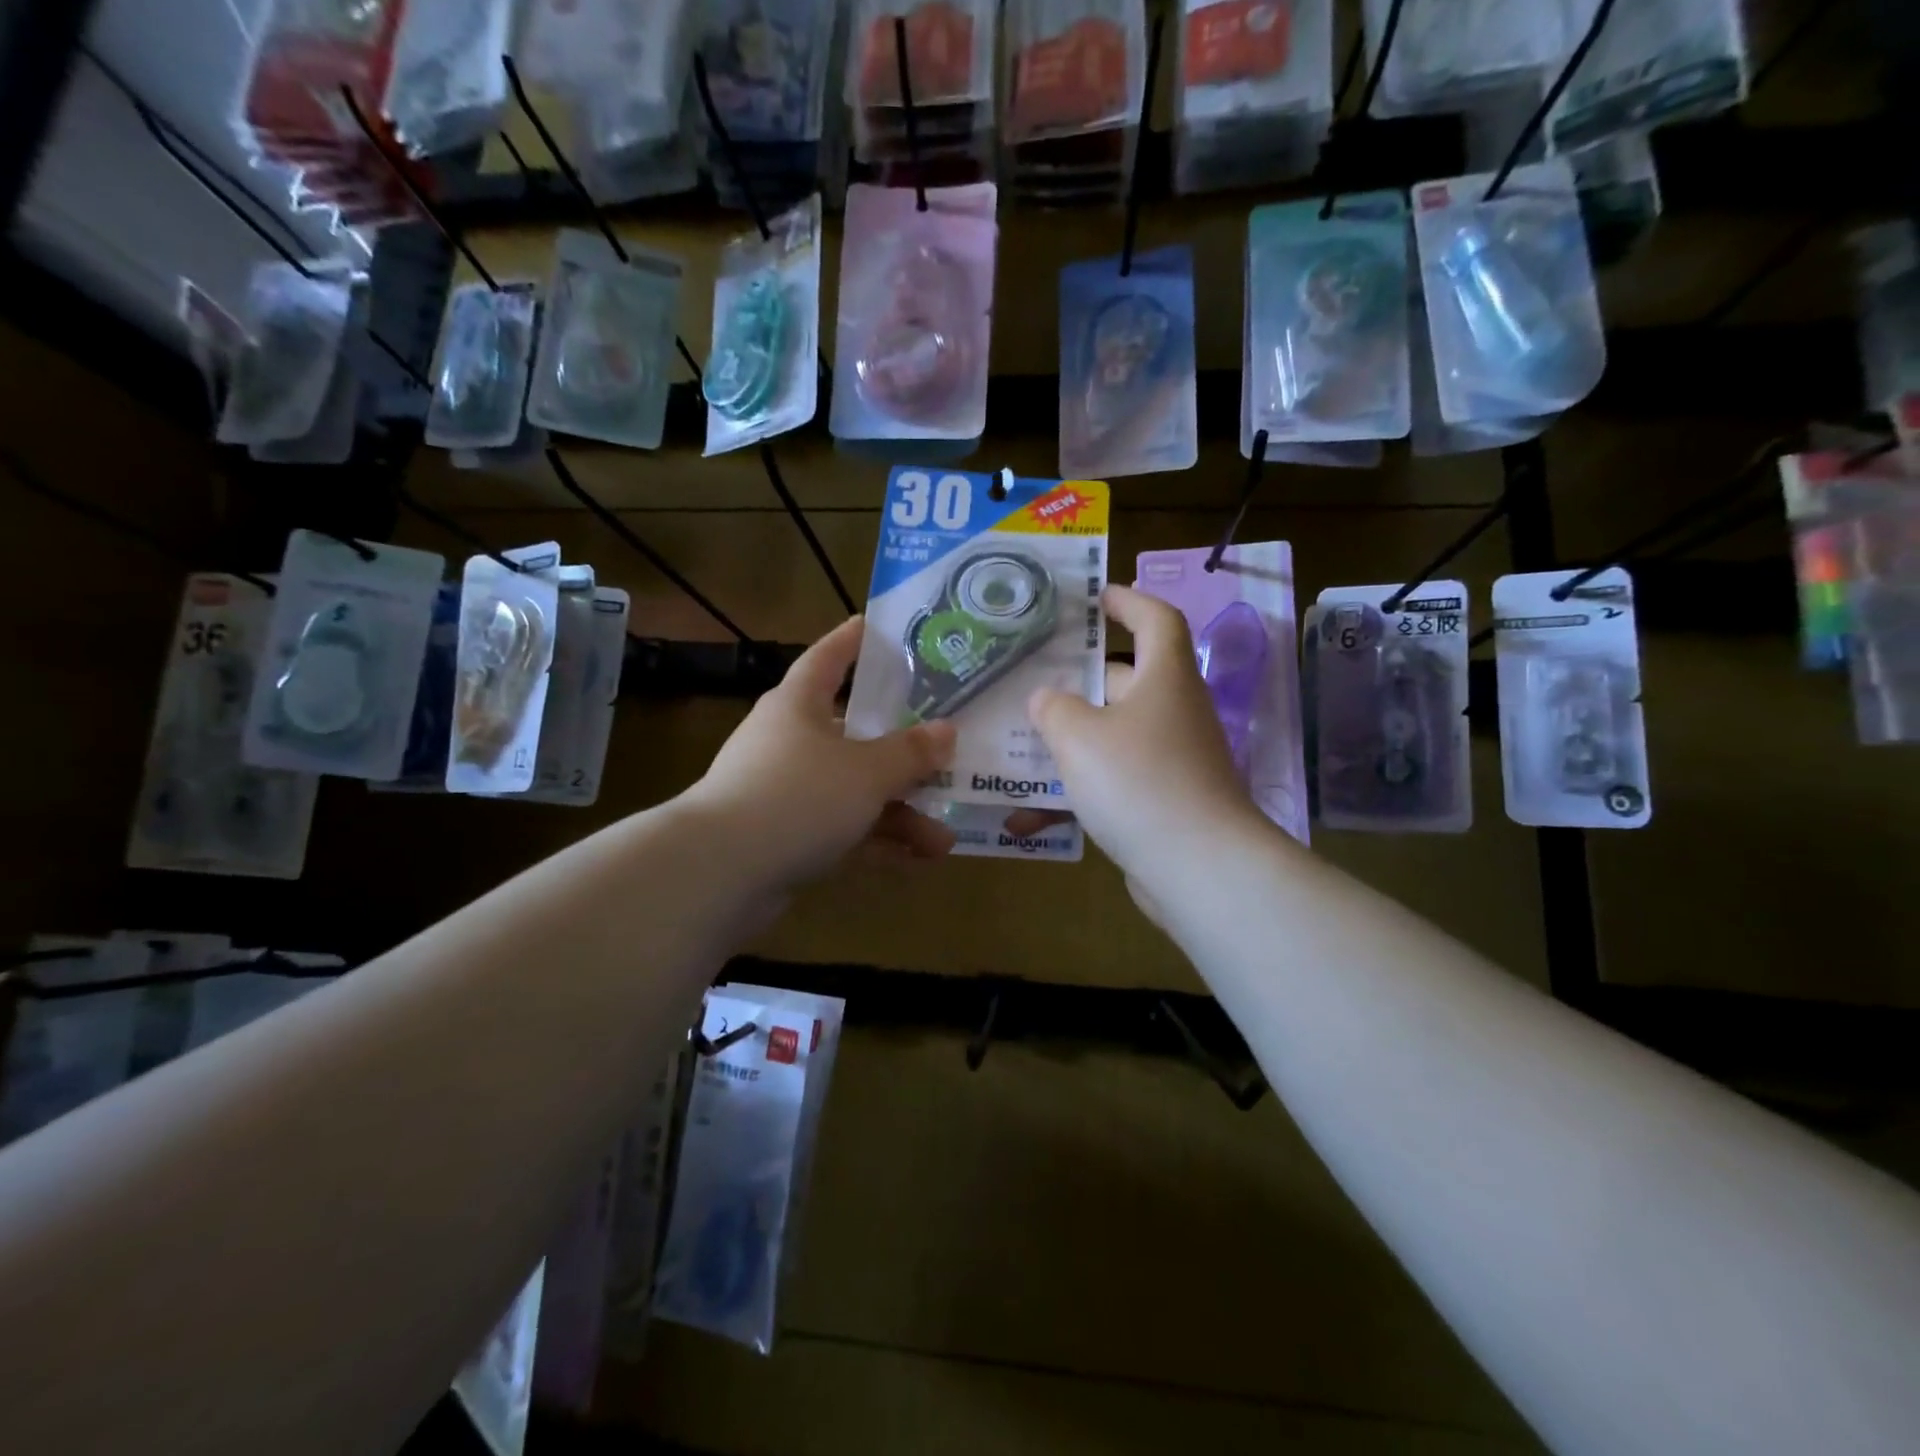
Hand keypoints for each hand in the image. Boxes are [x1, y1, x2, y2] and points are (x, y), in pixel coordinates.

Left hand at [685, 617, 957, 891]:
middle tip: (945, 756)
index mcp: (798, 706)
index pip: (828, 658)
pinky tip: (918, 859)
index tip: (876, 626)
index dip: (853, 641)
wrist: (720, 872)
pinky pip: (840, 830)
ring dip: (898, 812)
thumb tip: (946, 731)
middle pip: (853, 736)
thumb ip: (910, 752)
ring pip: (852, 792)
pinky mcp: (784, 837)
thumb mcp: (866, 771)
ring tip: (944, 837)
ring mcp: (785, 792)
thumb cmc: (798, 796)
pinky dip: (875, 841)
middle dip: (902, 755)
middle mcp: (789, 742)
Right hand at [1025, 585, 1266, 900]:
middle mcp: (1172, 711)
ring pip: (1112, 735)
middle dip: (1078, 678)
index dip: (1126, 601)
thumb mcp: (1080, 736)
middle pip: (1125, 678)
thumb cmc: (1139, 781)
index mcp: (1163, 678)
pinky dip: (1076, 793)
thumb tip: (1046, 698)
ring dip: (1069, 740)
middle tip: (1029, 678)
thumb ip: (1054, 709)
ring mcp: (1170, 759)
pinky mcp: (1162, 802)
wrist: (1199, 868)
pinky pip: (1113, 783)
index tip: (1092, 599)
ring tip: (1017, 744)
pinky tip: (1028, 817)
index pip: (1155, 618)